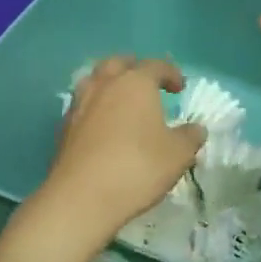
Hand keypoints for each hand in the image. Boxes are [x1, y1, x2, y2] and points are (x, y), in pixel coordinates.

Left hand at [35, 57, 206, 246]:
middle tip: (146, 84)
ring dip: (109, 86)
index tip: (179, 88)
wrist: (82, 197)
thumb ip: (190, 137)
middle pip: (118, 64)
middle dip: (134, 69)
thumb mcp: (178, 154)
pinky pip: (83, 107)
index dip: (171, 73)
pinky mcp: (64, 128)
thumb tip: (196, 129)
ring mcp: (79, 105)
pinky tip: (104, 128)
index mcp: (135, 83)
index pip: (155, 65)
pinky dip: (96, 109)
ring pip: (94, 81)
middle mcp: (104, 85)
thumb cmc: (138, 167)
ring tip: (122, 103)